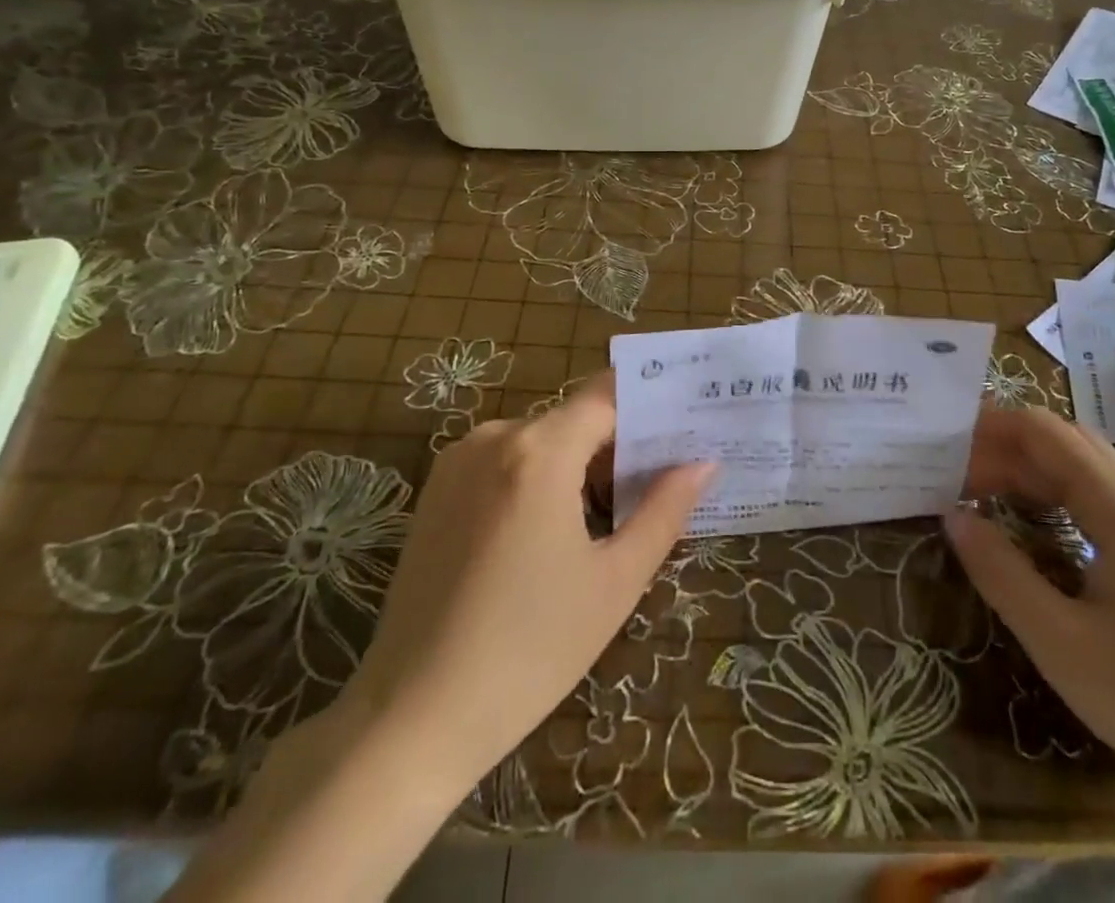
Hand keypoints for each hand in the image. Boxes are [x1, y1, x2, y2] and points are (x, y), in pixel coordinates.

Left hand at [339, 372, 713, 792]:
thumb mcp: (614, 582)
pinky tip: (552, 534)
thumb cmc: (529, 652)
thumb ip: (665, 510)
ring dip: (578, 464)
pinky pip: (505, 461)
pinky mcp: (436, 490)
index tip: (685, 425)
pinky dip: (539, 477)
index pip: (608, 395)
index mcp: (539, 451)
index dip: (649, 406)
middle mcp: (494, 438)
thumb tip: (704, 463)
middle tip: (658, 485)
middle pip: (575, 418)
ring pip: (541, 440)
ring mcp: (458, 462)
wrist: (411, 720)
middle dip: (618, 445)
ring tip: (610, 518)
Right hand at [947, 407, 1114, 825]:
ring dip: (1029, 473)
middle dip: (1003, 448)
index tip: (941, 440)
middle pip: (1064, 445)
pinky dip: (1057, 499)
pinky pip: (1104, 503)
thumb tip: (953, 514)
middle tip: (949, 472)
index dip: (989, 426)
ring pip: (1085, 474)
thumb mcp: (1062, 643)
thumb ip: (1000, 571)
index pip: (1044, 431)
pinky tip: (1036, 527)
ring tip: (978, 494)